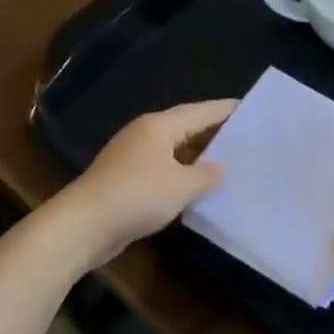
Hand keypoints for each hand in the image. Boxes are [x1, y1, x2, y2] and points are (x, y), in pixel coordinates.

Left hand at [56, 99, 235, 267]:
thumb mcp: (182, 186)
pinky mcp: (126, 178)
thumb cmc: (137, 196)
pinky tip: (197, 187)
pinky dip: (182, 174)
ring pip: (174, 149)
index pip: (201, 111)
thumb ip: (206, 174)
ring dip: (198, 156)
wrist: (84, 224)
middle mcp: (146, 133)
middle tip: (246, 138)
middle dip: (215, 132)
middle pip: (187, 127)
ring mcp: (133, 156)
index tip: (250, 108)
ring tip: (229, 163)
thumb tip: (219, 169)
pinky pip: (163, 168)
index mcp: (160, 125)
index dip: (226, 110)